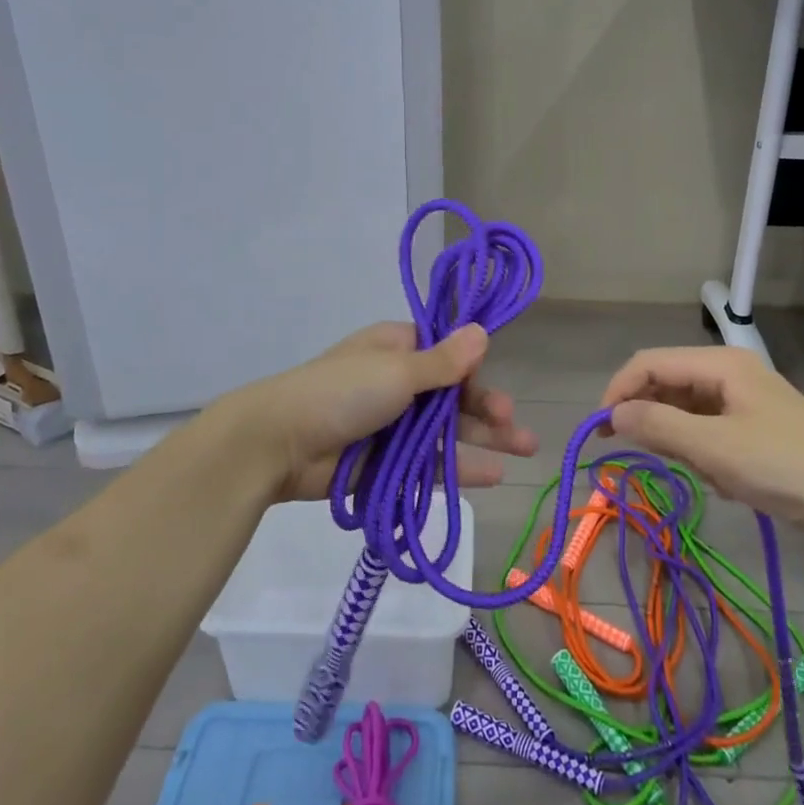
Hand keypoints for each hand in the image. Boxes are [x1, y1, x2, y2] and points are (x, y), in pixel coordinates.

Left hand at [227, 322, 536, 502]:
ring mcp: (393, 425)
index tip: (491, 384)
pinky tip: (492, 475)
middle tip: (517, 427)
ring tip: (524, 450)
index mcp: (397, 349)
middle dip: (488, 409)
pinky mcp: (386, 461)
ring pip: (446, 431)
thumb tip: (482, 329)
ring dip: (484, 439)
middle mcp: (398, 382)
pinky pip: (429, 463)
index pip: (447, 354)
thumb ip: (444, 361)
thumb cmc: (342, 392)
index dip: (473, 370)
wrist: (279, 443)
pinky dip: (459, 467)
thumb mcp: (398, 370)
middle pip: (453, 396)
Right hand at [599, 346, 803, 553]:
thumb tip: (612, 416)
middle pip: (666, 384)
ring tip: (699, 473)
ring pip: (686, 412)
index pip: (648, 362)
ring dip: (679, 442)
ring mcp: (743, 402)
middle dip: (649, 419)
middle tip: (641, 457)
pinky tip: (722, 481)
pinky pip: (708, 433)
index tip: (600, 432)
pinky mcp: (755, 430)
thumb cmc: (788, 467)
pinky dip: (703, 455)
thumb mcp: (715, 449)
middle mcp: (728, 374)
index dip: (618, 391)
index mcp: (719, 364)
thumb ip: (658, 427)